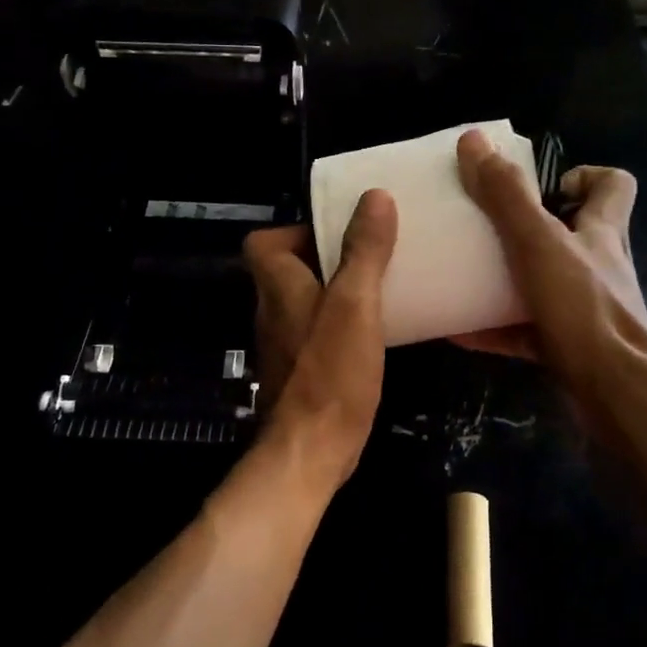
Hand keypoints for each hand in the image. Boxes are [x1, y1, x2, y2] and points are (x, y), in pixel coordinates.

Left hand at [242, 190, 397, 490]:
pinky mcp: (302, 372)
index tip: (337, 231)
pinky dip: (343, 325)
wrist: (312, 450)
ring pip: (309, 302)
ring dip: (339, 291)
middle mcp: (273, 311)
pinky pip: (320, 332)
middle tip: (373, 254)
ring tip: (383, 286)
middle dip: (329, 258)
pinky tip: (378, 332)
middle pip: (291, 270)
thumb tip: (374, 196)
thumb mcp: (355, 303)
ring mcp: (285, 345)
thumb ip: (364, 251)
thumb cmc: (330, 371)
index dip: (296, 231)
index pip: (264, 243)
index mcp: (277, 286)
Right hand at [452, 128, 646, 393]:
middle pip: (571, 234)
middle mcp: (598, 266)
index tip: (543, 186)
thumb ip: (506, 196)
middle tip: (487, 228)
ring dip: (509, 278)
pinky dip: (497, 327)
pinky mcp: (571, 346)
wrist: (614, 393)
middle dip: (529, 228)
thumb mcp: (538, 243)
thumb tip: (474, 141)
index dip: (583, 175)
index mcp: (601, 231)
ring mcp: (586, 309)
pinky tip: (459, 329)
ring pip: (547, 282)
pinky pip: (527, 329)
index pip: (613, 185)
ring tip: (466, 274)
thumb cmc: (583, 308)